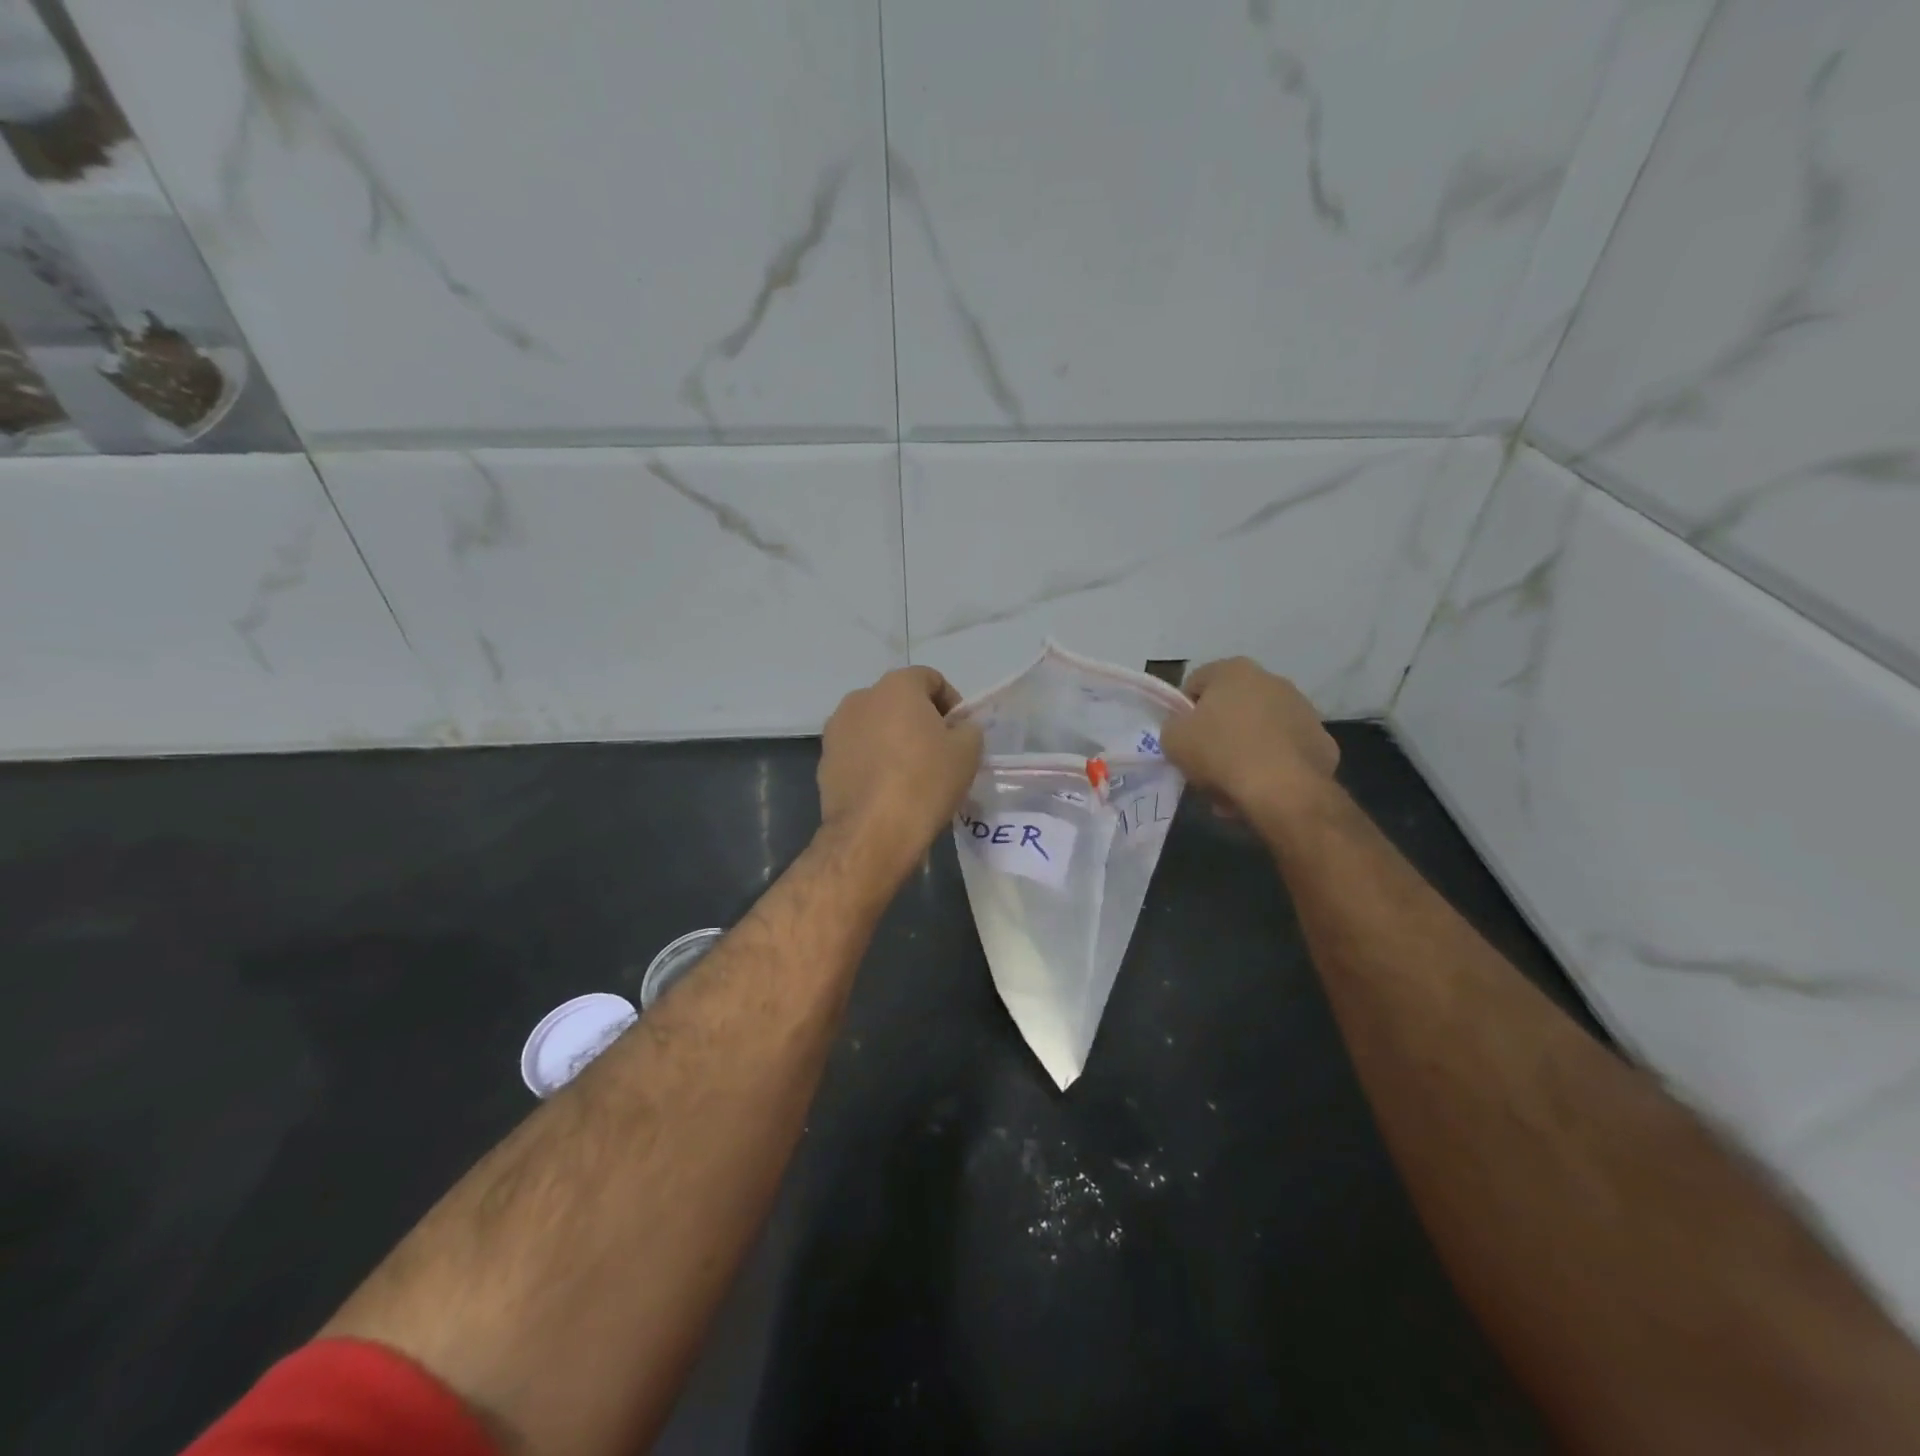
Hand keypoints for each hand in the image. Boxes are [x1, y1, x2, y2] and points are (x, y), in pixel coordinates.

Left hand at [819, 667, 983, 870]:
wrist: (872, 833)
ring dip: (893, 740)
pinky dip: (873, 762)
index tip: (960, 732)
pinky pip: (858, 752)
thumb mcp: (968, 751)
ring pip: (875, 726)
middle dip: (919, 720)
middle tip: (939, 753)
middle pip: (899, 701)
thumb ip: (968, 729)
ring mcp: (836, 730)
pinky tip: (887, 790)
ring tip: (911, 773)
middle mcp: (860, 698)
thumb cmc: (925, 782)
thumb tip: (958, 729)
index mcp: (896, 686)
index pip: (930, 679)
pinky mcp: (824, 761)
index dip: (951, 703)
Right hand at [1161, 658, 1338, 823]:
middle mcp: (1272, 680)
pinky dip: (1272, 766)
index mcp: (1234, 670)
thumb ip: (1173, 726)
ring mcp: (1303, 710)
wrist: (1284, 790)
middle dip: (1218, 732)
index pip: (1195, 683)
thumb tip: (1184, 728)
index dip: (1183, 712)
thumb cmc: (1221, 753)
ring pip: (1259, 730)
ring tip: (1232, 785)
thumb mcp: (1173, 739)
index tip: (1182, 738)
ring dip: (1244, 751)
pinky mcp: (1322, 741)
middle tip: (1205, 764)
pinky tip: (1261, 790)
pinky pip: (1285, 752)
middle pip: (1231, 707)